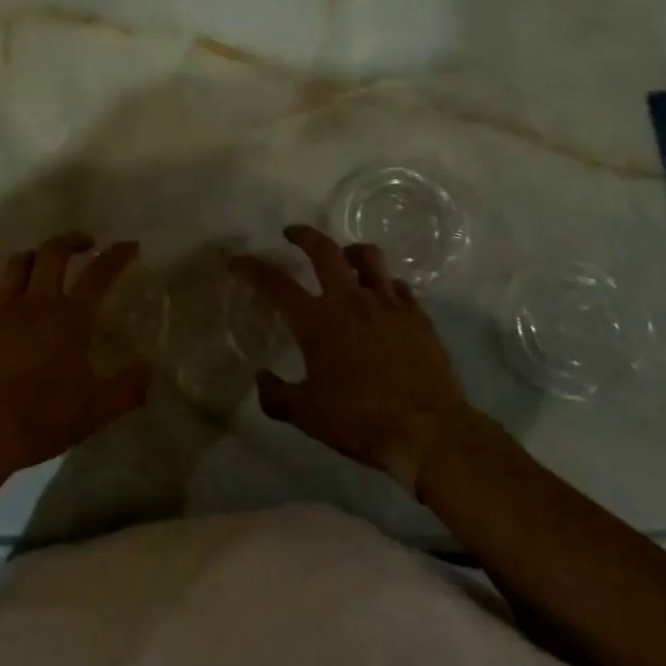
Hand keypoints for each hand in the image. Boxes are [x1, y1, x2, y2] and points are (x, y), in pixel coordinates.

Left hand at [0, 232, 152, 482]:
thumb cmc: (41, 419)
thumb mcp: (95, 411)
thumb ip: (127, 389)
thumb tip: (149, 371)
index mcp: (70, 318)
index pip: (99, 274)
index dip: (117, 256)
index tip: (130, 246)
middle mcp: (37, 303)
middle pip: (54, 252)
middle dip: (73, 239)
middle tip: (87, 244)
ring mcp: (4, 310)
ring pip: (21, 261)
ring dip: (40, 253)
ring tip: (49, 261)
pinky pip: (0, 286)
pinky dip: (14, 279)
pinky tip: (18, 296)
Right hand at [232, 224, 470, 494]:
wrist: (429, 431)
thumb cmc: (361, 421)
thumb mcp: (307, 416)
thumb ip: (277, 396)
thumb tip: (261, 378)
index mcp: (317, 320)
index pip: (275, 283)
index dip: (251, 267)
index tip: (236, 260)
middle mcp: (350, 300)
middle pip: (324, 249)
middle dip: (303, 235)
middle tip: (292, 234)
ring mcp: (387, 303)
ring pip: (367, 256)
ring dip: (349, 251)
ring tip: (344, 258)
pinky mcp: (417, 314)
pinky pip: (398, 285)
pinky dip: (384, 284)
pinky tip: (382, 298)